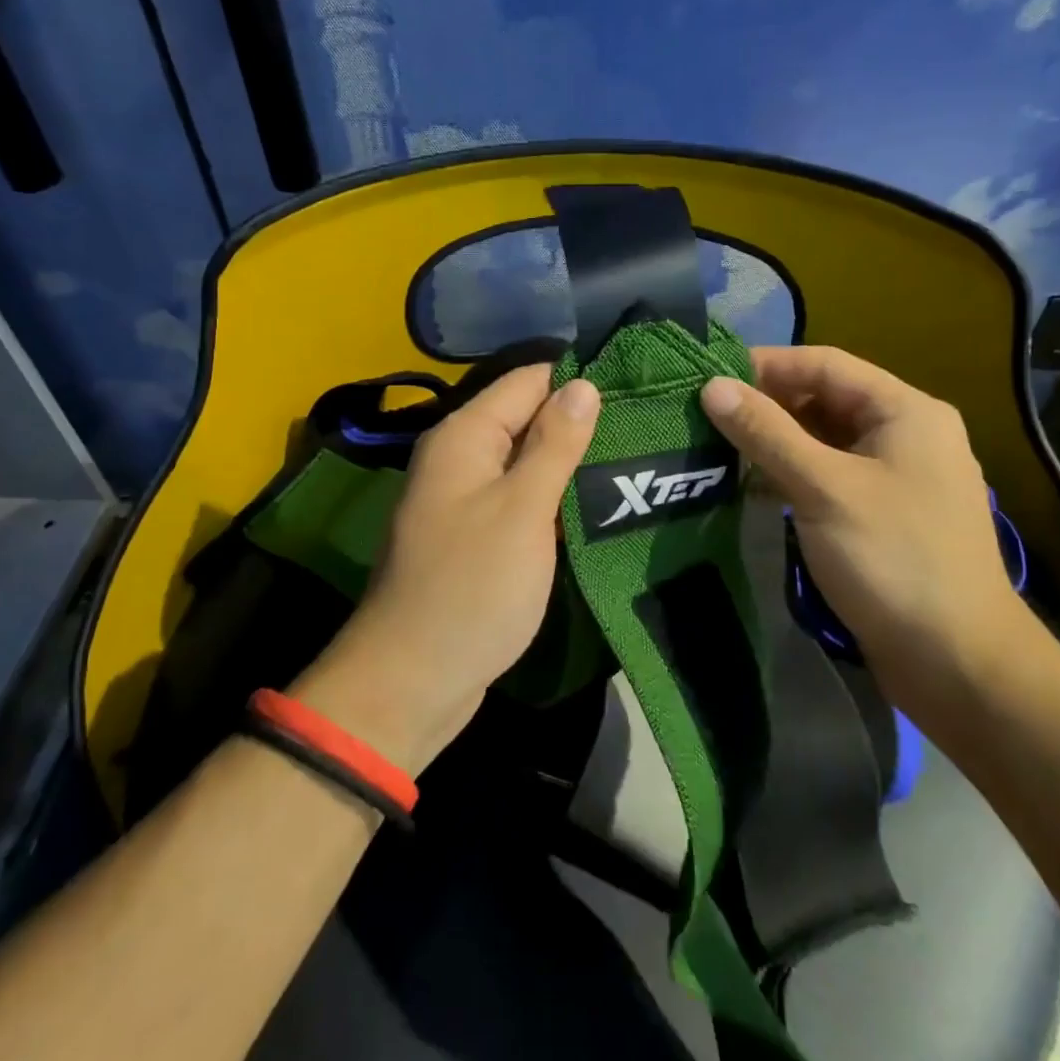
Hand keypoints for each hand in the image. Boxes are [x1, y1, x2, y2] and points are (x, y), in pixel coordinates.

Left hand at [293, 366, 599, 773]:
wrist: (414, 679)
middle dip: (580, 423)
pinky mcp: (474, 536)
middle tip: (646, 429)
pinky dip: (552, 500)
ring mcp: (465, 499)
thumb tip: (583, 384)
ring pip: (526, 462)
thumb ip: (554, 444)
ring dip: (570, 464)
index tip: (636, 388)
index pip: (528, 381)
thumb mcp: (522, 510)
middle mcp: (459, 458)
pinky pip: (518, 500)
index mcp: (464, 437)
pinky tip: (596, 505)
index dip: (578, 381)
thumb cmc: (471, 587)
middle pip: (526, 419)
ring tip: (635, 462)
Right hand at [700, 346, 1030, 716]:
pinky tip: (752, 485)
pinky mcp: (882, 514)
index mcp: (905, 411)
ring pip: (824, 440)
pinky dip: (791, 474)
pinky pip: (828, 475)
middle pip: (824, 399)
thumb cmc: (894, 559)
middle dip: (767, 404)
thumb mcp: (823, 487)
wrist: (957, 662)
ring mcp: (896, 477)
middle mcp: (905, 434)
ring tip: (718, 448)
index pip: (825, 364)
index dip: (766, 365)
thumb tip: (712, 387)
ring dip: (775, 441)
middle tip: (707, 417)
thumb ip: (766, 433)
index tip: (709, 378)